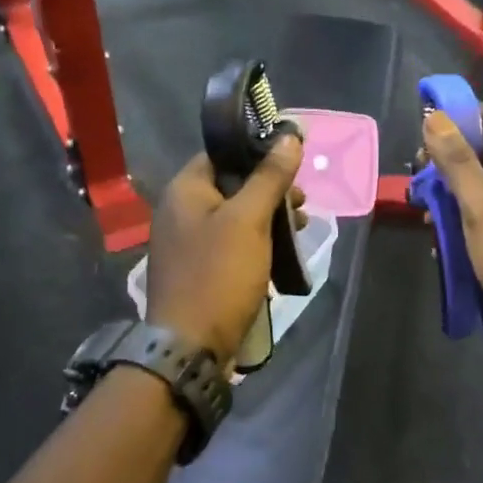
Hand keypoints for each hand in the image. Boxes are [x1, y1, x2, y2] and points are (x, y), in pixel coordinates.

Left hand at [146, 135, 304, 364]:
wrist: (191, 346)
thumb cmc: (219, 275)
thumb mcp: (249, 220)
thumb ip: (269, 177)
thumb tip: (290, 136)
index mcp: (184, 191)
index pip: (221, 154)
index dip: (257, 153)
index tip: (293, 165)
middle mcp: (179, 212)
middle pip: (231, 186)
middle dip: (270, 191)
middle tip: (302, 203)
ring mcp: (187, 244)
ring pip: (234, 218)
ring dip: (268, 219)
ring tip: (301, 229)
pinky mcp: (199, 271)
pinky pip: (231, 245)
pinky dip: (256, 244)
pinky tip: (281, 254)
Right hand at [421, 104, 482, 354]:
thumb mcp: (481, 207)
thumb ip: (459, 162)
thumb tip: (436, 118)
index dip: (461, 116)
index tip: (427, 135)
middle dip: (449, 162)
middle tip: (421, 184)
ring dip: (454, 196)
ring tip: (428, 219)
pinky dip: (468, 221)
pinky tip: (449, 244)